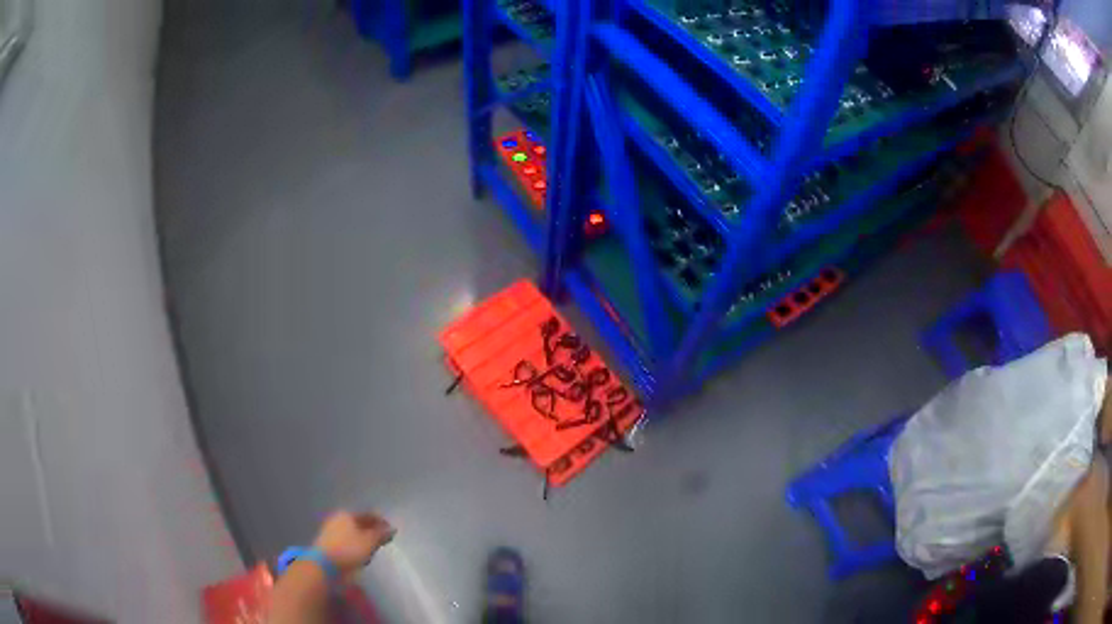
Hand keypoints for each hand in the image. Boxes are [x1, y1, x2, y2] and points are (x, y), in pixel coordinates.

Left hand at [312, 510, 395, 578]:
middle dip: (371, 531)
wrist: (324, 565)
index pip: (368, 515)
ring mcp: (330, 532)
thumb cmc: (349, 549)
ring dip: (363, 540)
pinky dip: (354, 546)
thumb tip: (392, 528)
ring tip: (373, 549)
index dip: (381, 522)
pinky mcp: (328, 545)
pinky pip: (346, 543)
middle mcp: (337, 520)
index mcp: (347, 514)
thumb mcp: (369, 542)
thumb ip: (381, 534)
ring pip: (352, 533)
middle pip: (359, 524)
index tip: (391, 531)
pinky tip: (360, 555)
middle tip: (383, 540)